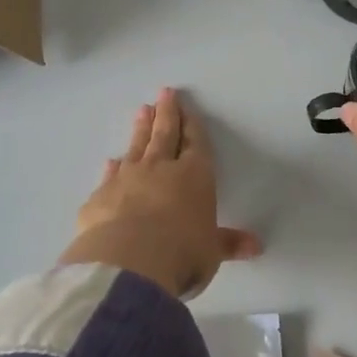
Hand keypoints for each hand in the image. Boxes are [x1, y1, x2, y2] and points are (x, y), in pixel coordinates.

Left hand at [59, 88, 262, 298]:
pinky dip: (112, 167)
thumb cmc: (182, 253)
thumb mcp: (212, 251)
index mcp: (194, 176)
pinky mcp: (100, 197)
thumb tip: (256, 246)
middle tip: (164, 93)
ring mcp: (126, 179)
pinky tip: (111, 160)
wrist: (128, 263)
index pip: (195, 144)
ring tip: (142, 110)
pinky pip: (109, 176)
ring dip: (141, 129)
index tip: (189, 109)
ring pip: (136, 147)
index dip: (193, 126)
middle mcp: (160, 169)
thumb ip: (228, 244)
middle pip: (165, 135)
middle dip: (167, 113)